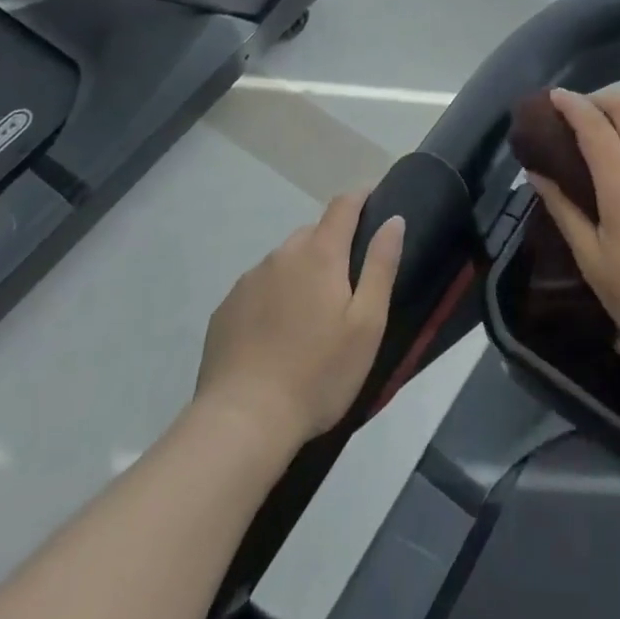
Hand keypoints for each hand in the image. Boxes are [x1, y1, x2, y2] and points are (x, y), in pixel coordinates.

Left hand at [193, 190, 404, 445]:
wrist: (241, 422)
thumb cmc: (317, 373)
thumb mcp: (366, 324)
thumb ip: (381, 266)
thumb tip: (393, 220)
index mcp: (320, 253)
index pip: (343, 205)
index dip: (360, 196)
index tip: (373, 197)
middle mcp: (282, 254)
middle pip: (313, 232)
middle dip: (332, 243)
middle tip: (346, 279)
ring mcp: (249, 280)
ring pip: (284, 260)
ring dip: (301, 271)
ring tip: (310, 312)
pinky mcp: (225, 309)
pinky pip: (258, 287)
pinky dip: (273, 296)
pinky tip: (276, 333)